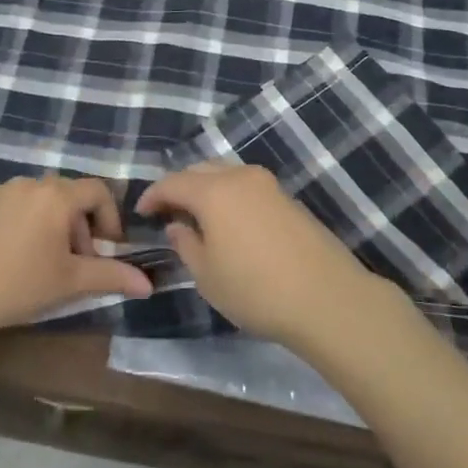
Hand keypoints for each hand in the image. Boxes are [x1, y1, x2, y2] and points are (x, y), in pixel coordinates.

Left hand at [0, 175, 152, 342]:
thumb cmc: (18, 284)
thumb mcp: (70, 282)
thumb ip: (112, 276)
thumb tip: (148, 284)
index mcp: (58, 195)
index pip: (99, 191)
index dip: (111, 219)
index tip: (108, 251)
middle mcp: (31, 182)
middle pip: (70, 195)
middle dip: (82, 227)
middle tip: (78, 264)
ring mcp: (1, 190)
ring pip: (42, 200)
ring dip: (55, 225)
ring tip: (46, 263)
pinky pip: (16, 205)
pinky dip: (27, 223)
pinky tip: (14, 257)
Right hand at [136, 162, 384, 351]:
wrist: (326, 297)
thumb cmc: (256, 290)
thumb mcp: (208, 276)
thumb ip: (186, 245)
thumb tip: (177, 226)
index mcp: (214, 191)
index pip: (173, 182)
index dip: (153, 195)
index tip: (141, 212)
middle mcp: (240, 177)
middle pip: (200, 170)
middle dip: (179, 186)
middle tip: (167, 211)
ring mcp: (268, 184)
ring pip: (226, 174)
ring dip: (206, 188)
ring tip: (197, 216)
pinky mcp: (288, 198)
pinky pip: (246, 186)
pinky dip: (229, 196)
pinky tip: (230, 222)